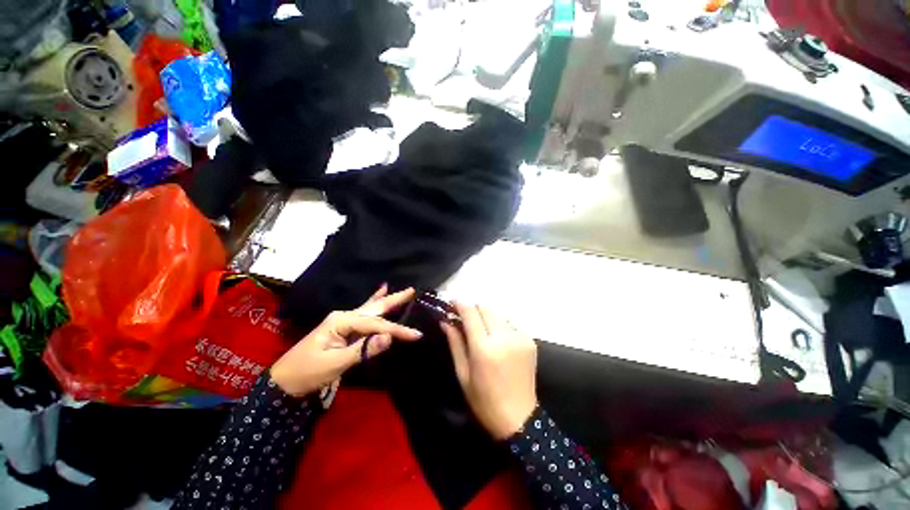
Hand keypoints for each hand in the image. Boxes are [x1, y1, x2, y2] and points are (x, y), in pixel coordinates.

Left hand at [270, 286, 420, 396]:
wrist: (284, 382)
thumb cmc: (307, 372)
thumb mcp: (335, 363)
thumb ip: (363, 350)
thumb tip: (389, 338)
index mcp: (342, 321)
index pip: (375, 324)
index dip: (396, 329)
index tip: (415, 335)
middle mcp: (344, 316)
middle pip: (375, 307)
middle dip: (395, 300)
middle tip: (412, 291)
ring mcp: (344, 321)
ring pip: (372, 309)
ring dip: (388, 300)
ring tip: (404, 292)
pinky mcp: (344, 328)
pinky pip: (365, 314)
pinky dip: (375, 302)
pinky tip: (380, 292)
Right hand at [441, 303, 537, 439]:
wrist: (519, 418)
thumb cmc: (484, 400)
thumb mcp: (463, 373)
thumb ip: (455, 343)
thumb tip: (446, 321)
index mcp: (484, 347)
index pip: (471, 312)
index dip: (460, 304)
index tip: (452, 304)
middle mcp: (504, 337)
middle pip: (486, 307)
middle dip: (473, 309)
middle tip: (466, 320)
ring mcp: (520, 337)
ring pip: (498, 313)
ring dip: (487, 317)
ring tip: (482, 331)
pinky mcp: (530, 340)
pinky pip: (510, 323)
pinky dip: (500, 326)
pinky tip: (498, 340)